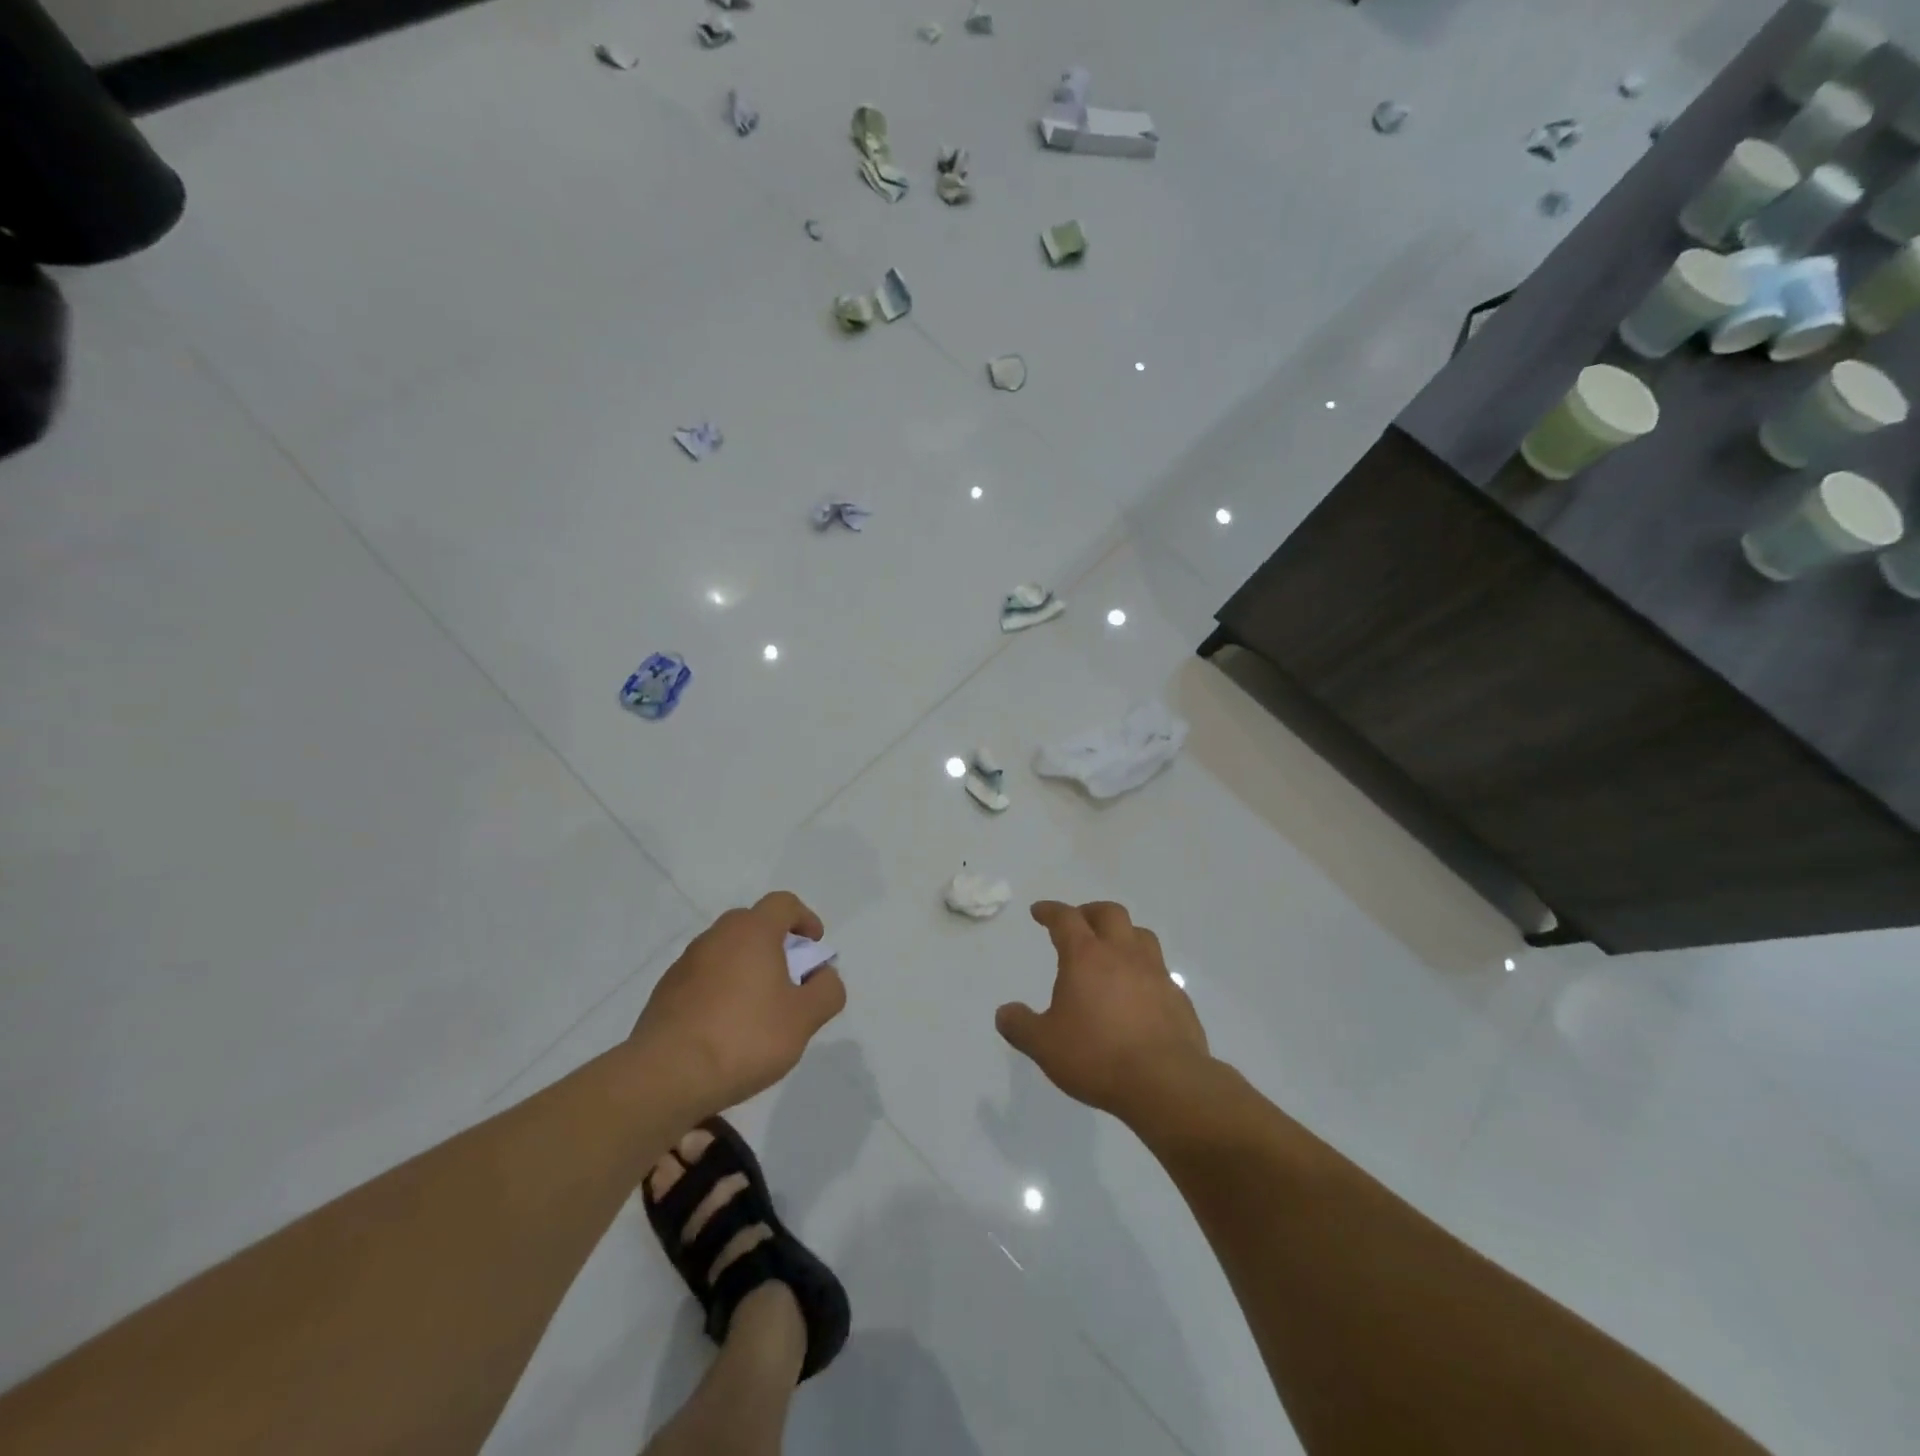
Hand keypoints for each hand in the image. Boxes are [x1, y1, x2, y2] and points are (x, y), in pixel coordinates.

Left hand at [631, 892, 846, 1112]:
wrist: (666, 1076)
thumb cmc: (744, 1037)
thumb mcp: (804, 1019)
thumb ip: (826, 990)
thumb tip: (823, 976)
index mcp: (752, 932)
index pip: (783, 903)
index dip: (805, 918)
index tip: (814, 946)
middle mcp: (716, 936)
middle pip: (753, 924)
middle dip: (776, 944)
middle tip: (789, 979)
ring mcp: (685, 963)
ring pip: (726, 952)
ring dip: (747, 968)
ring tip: (758, 1009)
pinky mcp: (665, 992)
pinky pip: (704, 978)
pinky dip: (721, 990)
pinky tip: (726, 1029)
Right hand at [996, 900, 1210, 1126]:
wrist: (1165, 1082)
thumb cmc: (1097, 1056)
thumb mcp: (1044, 1046)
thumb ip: (1021, 1026)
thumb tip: (1004, 1013)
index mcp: (1085, 956)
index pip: (1066, 919)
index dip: (1051, 911)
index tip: (1040, 911)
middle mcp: (1122, 954)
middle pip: (1109, 913)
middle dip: (1090, 912)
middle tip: (1079, 923)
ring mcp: (1154, 973)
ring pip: (1140, 934)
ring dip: (1123, 934)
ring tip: (1112, 950)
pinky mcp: (1177, 996)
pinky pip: (1159, 970)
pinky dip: (1144, 970)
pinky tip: (1138, 991)